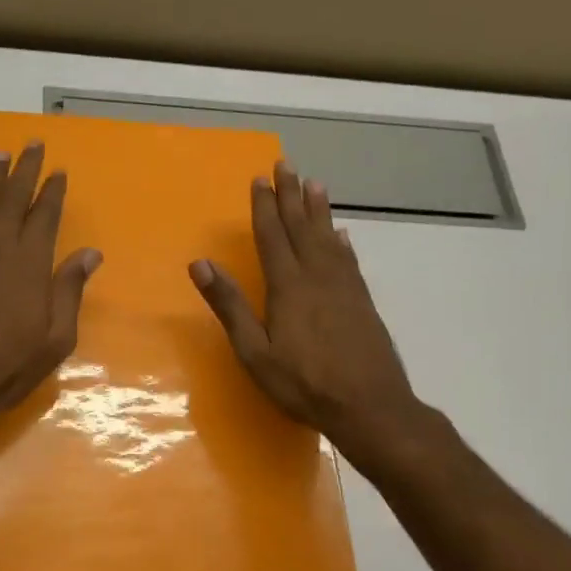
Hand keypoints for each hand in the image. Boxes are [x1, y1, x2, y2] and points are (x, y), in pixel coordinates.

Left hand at [0, 142, 101, 446]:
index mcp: (31, 263)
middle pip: (12, 198)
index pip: (45, 215)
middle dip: (24, 169)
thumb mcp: (54, 339)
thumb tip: (90, 253)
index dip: (52, 191)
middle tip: (31, 145)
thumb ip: (70, 291)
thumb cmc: (6, 367)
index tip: (58, 171)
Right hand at [190, 161, 426, 465]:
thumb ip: (230, 306)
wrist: (370, 406)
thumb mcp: (255, 352)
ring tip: (315, 183)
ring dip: (319, 209)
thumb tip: (200, 264)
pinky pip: (349, 260)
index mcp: (288, 286)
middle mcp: (318, 277)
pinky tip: (341, 235)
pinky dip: (342, 242)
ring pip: (329, 237)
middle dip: (291, 195)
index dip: (264, 207)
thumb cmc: (304, 383)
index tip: (259, 179)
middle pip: (302, 227)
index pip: (273, 236)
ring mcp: (344, 288)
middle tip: (287, 164)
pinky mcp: (362, 302)